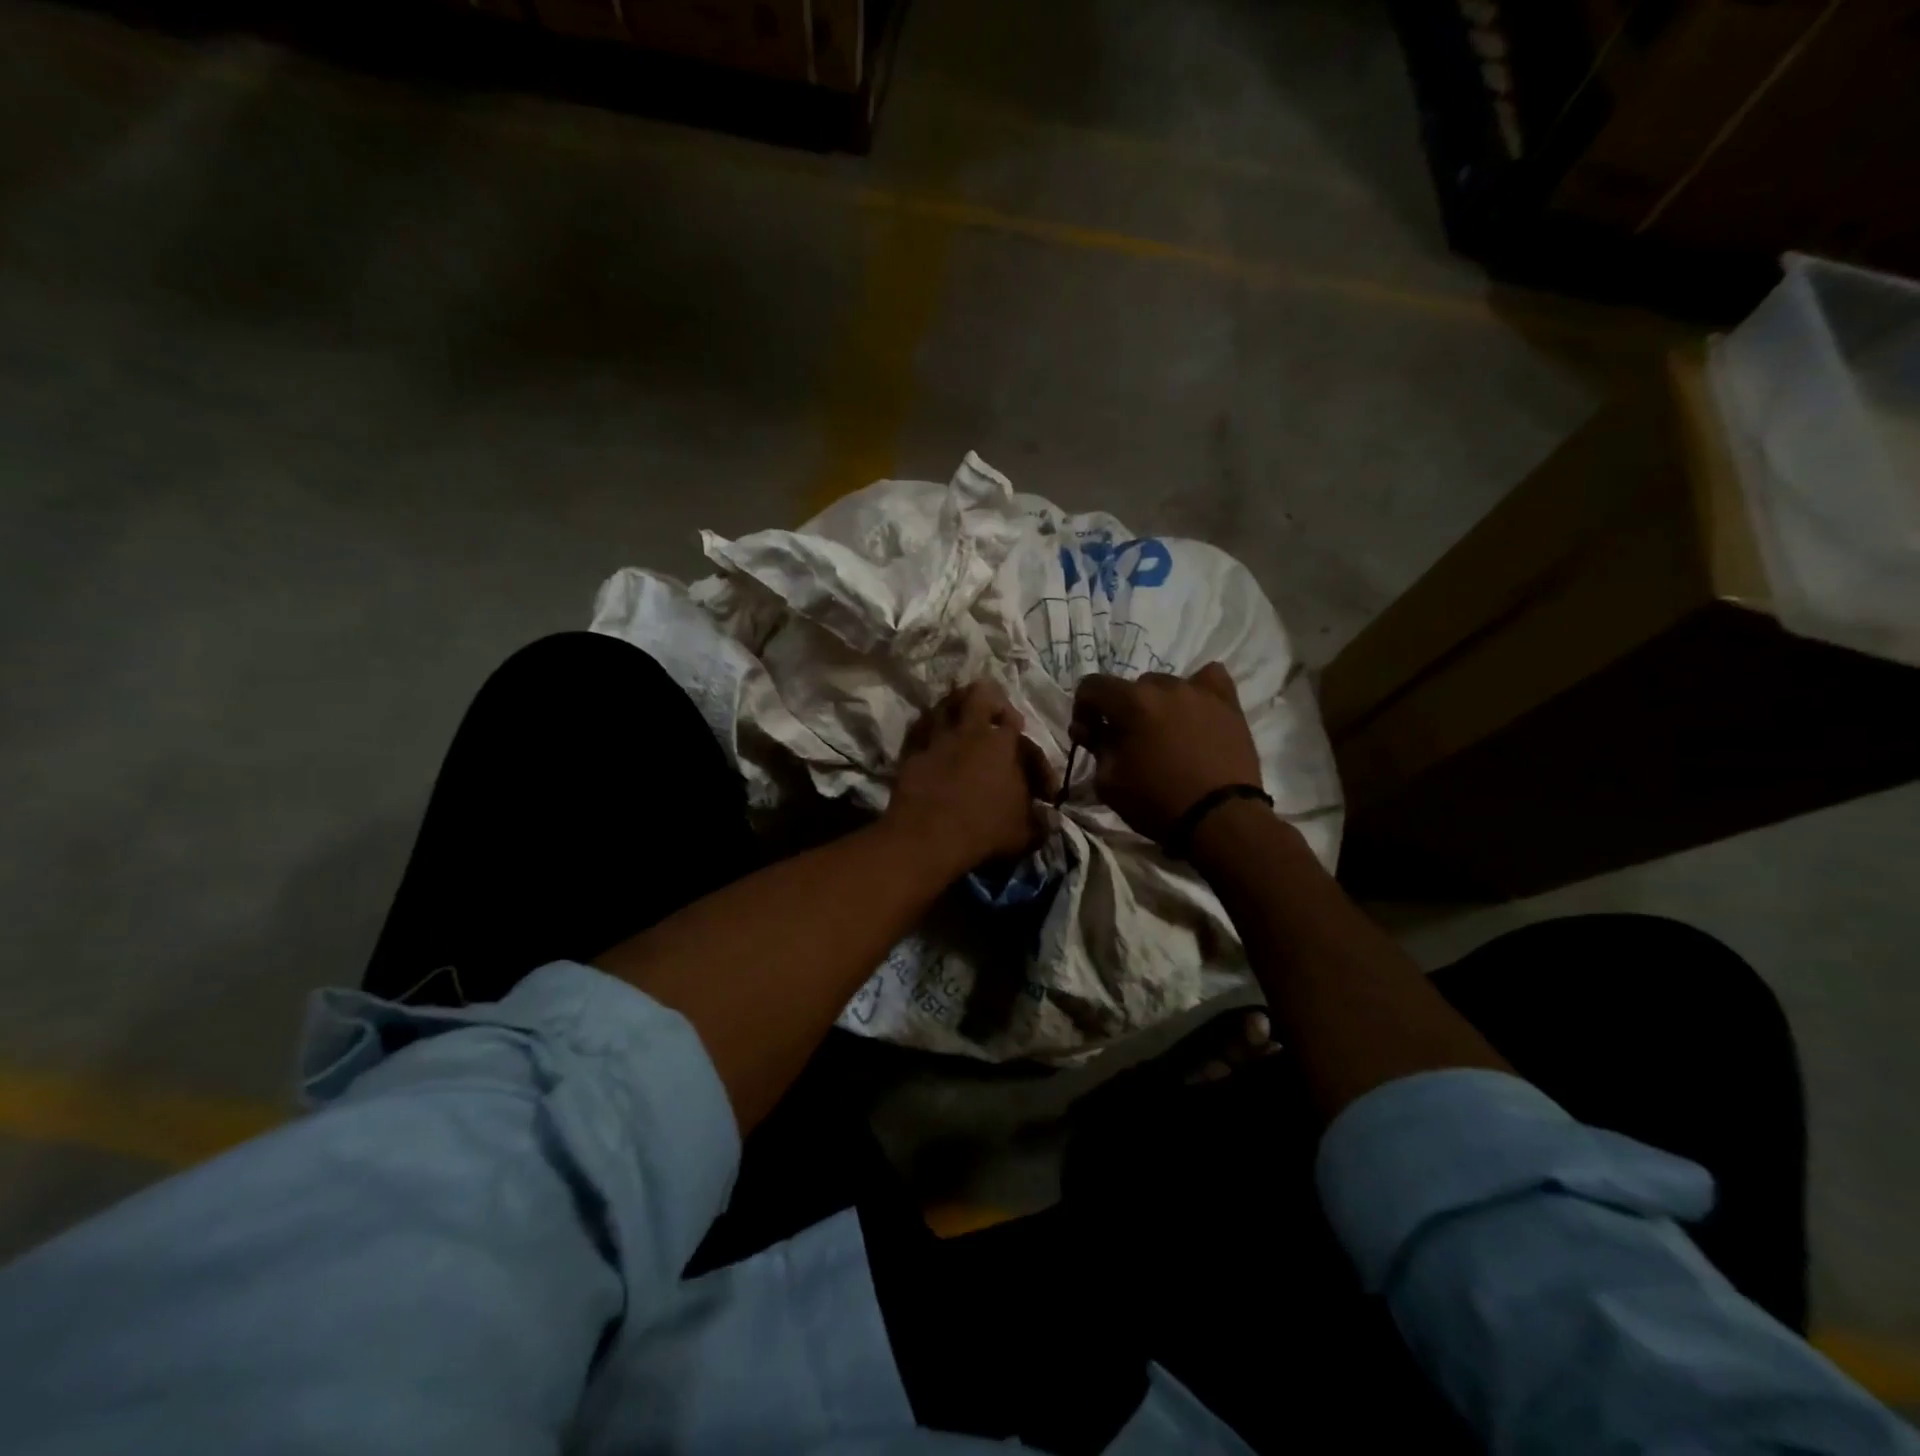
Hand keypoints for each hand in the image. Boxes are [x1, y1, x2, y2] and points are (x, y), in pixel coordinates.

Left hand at [885, 681, 1051, 879]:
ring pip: (945, 705)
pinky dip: (927, 731)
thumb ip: (1039, 822)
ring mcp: (937, 739)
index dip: (1037, 760)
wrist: (926, 837)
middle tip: (996, 720)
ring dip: (955, 709)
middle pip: (980, 694)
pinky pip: (919, 730)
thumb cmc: (983, 831)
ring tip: (961, 724)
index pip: (1024, 736)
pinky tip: (931, 743)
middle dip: (992, 703)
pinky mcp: (910, 753)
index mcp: (1003, 744)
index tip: (1042, 790)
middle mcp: (970, 731)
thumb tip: (1050, 820)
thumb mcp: (1023, 833)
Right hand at [1071, 664, 1261, 842]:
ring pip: (1167, 686)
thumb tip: (1091, 731)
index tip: (1088, 736)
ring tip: (1165, 734)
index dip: (1083, 709)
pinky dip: (1197, 691)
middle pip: (1131, 687)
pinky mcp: (1229, 704)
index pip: (1092, 685)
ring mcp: (1200, 692)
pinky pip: (1209, 679)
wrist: (1220, 819)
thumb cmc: (1158, 802)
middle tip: (1126, 742)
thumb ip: (1095, 747)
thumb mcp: (1108, 782)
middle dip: (1121, 710)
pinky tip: (1195, 711)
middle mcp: (1165, 686)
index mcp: (1132, 702)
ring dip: (1157, 705)